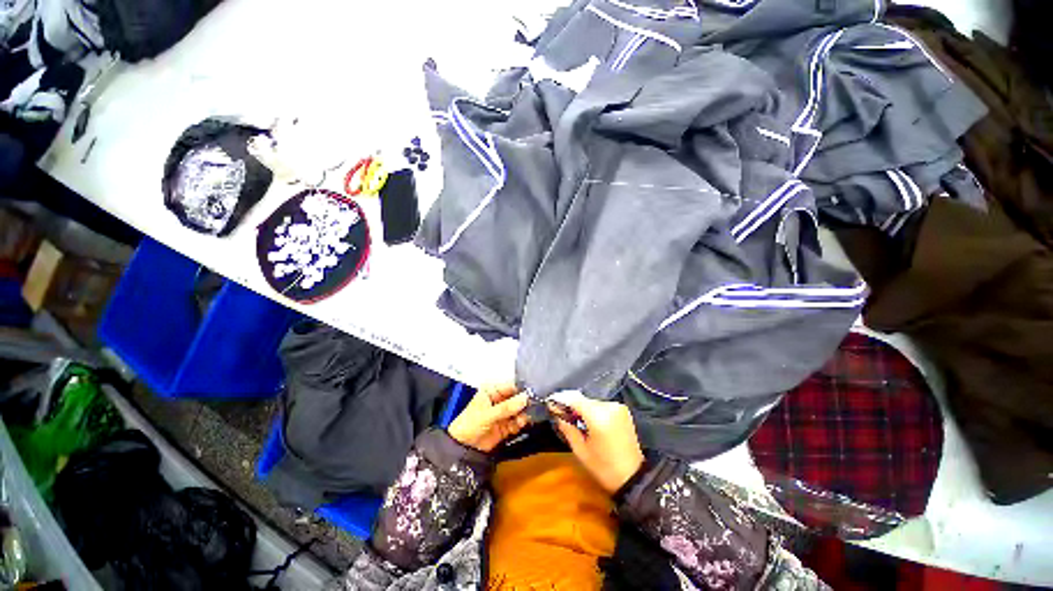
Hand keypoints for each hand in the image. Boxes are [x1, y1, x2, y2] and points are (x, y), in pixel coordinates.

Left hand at [448, 384, 530, 452]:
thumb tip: (524, 398)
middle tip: (532, 406)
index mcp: (492, 391)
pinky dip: (521, 423)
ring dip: (523, 414)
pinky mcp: (506, 426)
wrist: (462, 448)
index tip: (531, 395)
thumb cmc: (469, 425)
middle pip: (516, 398)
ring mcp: (503, 413)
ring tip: (524, 418)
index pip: (510, 386)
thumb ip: (507, 407)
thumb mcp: (487, 414)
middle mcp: (499, 400)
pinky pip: (517, 422)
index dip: (521, 390)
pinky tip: (521, 424)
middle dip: (524, 403)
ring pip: (518, 410)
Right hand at [549, 391, 644, 493]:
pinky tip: (588, 421)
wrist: (633, 477)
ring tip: (574, 419)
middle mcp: (609, 406)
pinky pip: (602, 405)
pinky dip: (593, 410)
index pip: (575, 398)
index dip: (560, 398)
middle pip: (583, 399)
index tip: (549, 402)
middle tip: (560, 413)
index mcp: (599, 416)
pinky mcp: (623, 410)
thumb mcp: (580, 451)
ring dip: (582, 408)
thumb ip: (567, 427)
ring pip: (592, 402)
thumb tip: (556, 412)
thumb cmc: (604, 468)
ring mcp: (618, 407)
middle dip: (570, 404)